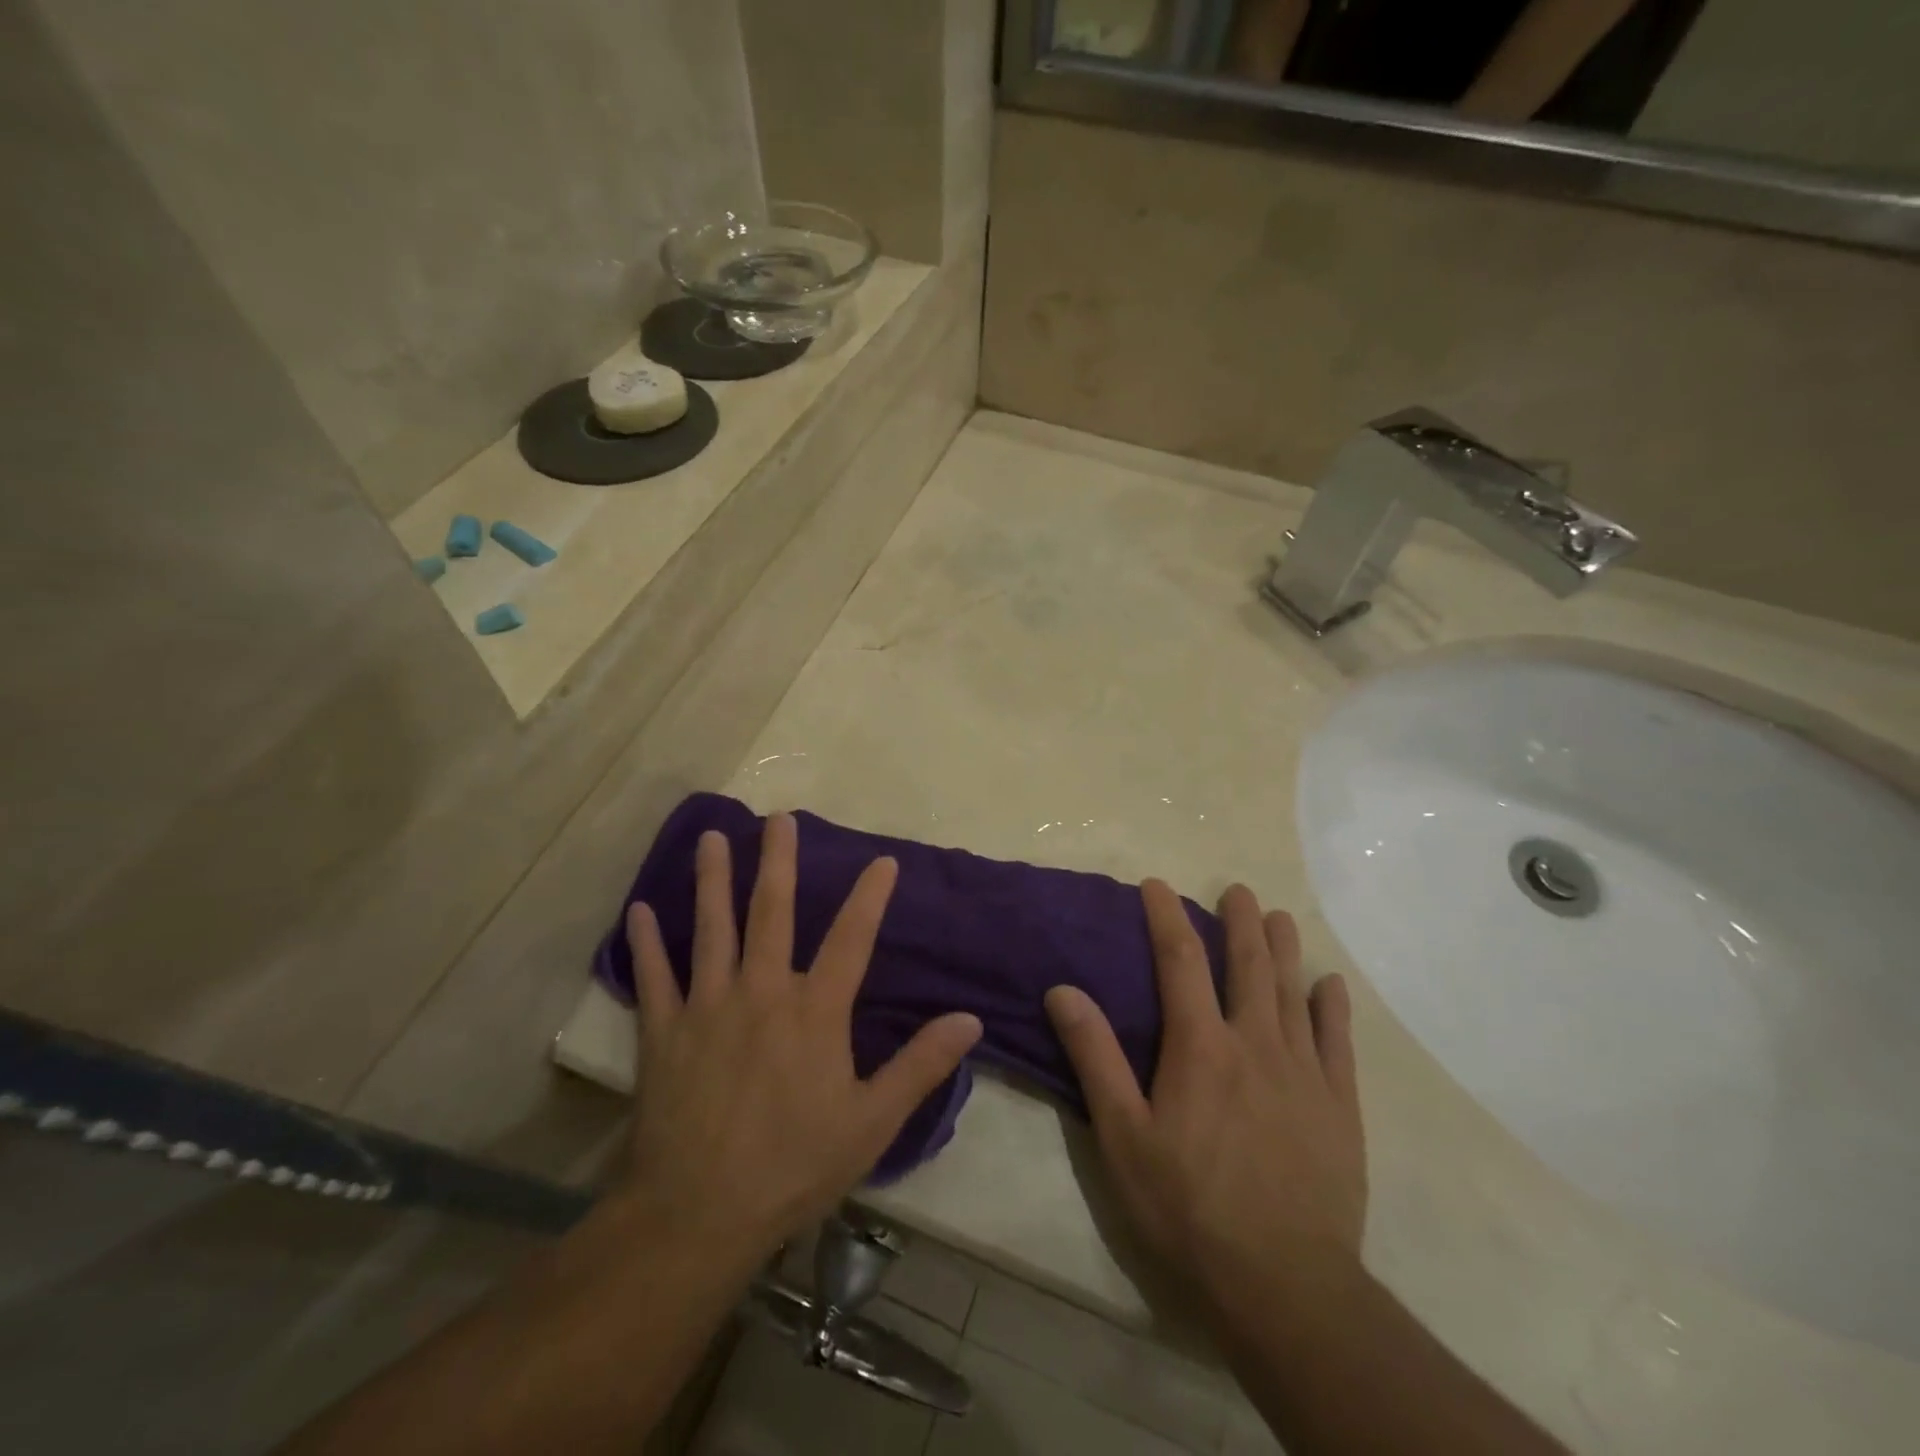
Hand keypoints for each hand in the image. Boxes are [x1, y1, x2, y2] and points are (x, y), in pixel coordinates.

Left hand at [621, 813, 982, 1262]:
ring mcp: (708, 1007)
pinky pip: (653, 977)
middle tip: (779, 818)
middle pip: (772, 912)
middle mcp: (762, 992)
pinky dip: (645, 943)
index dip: (870, 896)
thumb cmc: (794, 1166)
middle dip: (779, 862)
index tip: (883, 861)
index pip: (852, 938)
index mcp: (815, 1011)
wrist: (699, 1214)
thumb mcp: (872, 1122)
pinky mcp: (664, 1031)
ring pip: (711, 929)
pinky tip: (638, 910)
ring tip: (712, 838)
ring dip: (712, 880)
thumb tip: (969, 1021)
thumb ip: (920, 1066)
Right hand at [1045, 880, 1365, 1308]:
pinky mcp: (1339, 1107)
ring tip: (1278, 916)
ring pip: (1292, 993)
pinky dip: (1332, 1008)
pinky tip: (1329, 985)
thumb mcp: (1122, 1135)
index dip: (1167, 917)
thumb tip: (1064, 990)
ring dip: (1283, 949)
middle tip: (1238, 890)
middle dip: (1239, 922)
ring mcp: (1304, 1073)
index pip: (1180, 960)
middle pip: (1247, 965)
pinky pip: (1338, 1043)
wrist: (1284, 1285)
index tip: (1158, 885)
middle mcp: (1254, 1043)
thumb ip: (1095, 1057)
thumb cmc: (1188, 1207)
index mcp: (1200, 1047)